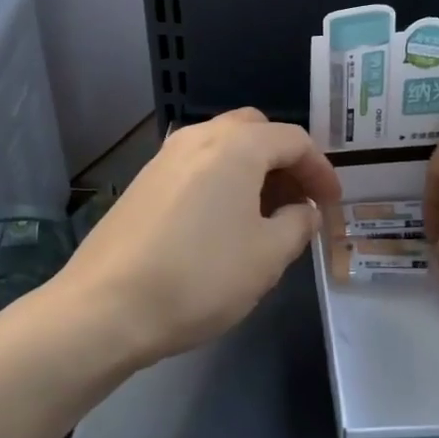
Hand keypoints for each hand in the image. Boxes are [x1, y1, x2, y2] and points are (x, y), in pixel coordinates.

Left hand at [57, 109, 341, 365]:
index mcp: (236, 146)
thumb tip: (304, 210)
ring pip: (222, 146)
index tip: (333, 204)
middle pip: (255, 131)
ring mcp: (164, 157)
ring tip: (264, 215)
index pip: (293, 140)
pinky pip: (196, 165)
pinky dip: (221, 180)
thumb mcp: (267, 257)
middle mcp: (198, 136)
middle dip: (284, 161)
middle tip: (298, 201)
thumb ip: (298, 224)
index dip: (321, 170)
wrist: (105, 306)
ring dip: (251, 170)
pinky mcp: (143, 181)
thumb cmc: (199, 277)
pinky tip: (222, 223)